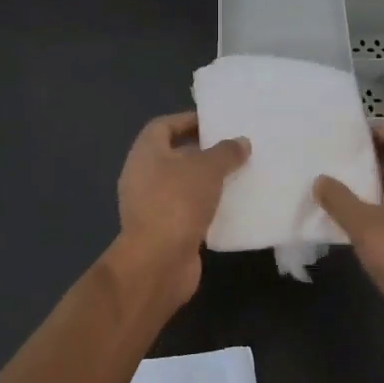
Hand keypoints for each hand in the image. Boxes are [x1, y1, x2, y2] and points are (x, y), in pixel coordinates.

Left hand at [108, 111, 249, 310]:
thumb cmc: (177, 202)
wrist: (158, 261)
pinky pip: (186, 209)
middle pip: (173, 155)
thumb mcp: (207, 169)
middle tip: (233, 149)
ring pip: (182, 184)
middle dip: (202, 151)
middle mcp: (142, 175)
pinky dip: (205, 206)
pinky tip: (230, 206)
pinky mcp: (163, 229)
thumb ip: (226, 152)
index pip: (164, 126)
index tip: (216, 123)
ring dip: (205, 180)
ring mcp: (150, 205)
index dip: (188, 121)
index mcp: (145, 153)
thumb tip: (241, 142)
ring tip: (237, 175)